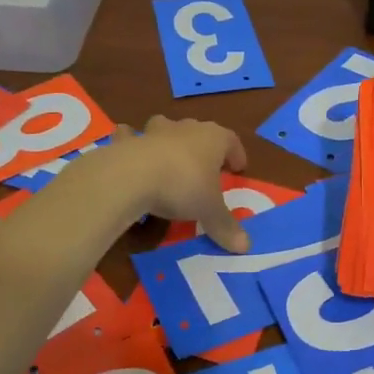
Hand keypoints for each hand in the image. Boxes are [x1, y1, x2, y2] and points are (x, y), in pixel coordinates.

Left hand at [108, 115, 250, 251]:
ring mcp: (154, 132)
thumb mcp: (209, 211)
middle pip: (198, 131)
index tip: (238, 168)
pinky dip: (129, 140)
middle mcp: (185, 129)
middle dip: (202, 146)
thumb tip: (246, 247)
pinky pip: (129, 135)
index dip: (236, 154)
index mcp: (213, 139)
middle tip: (205, 165)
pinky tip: (128, 149)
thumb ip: (226, 227)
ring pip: (165, 126)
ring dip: (167, 137)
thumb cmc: (183, 187)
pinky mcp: (128, 141)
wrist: (133, 176)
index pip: (231, 141)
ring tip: (167, 154)